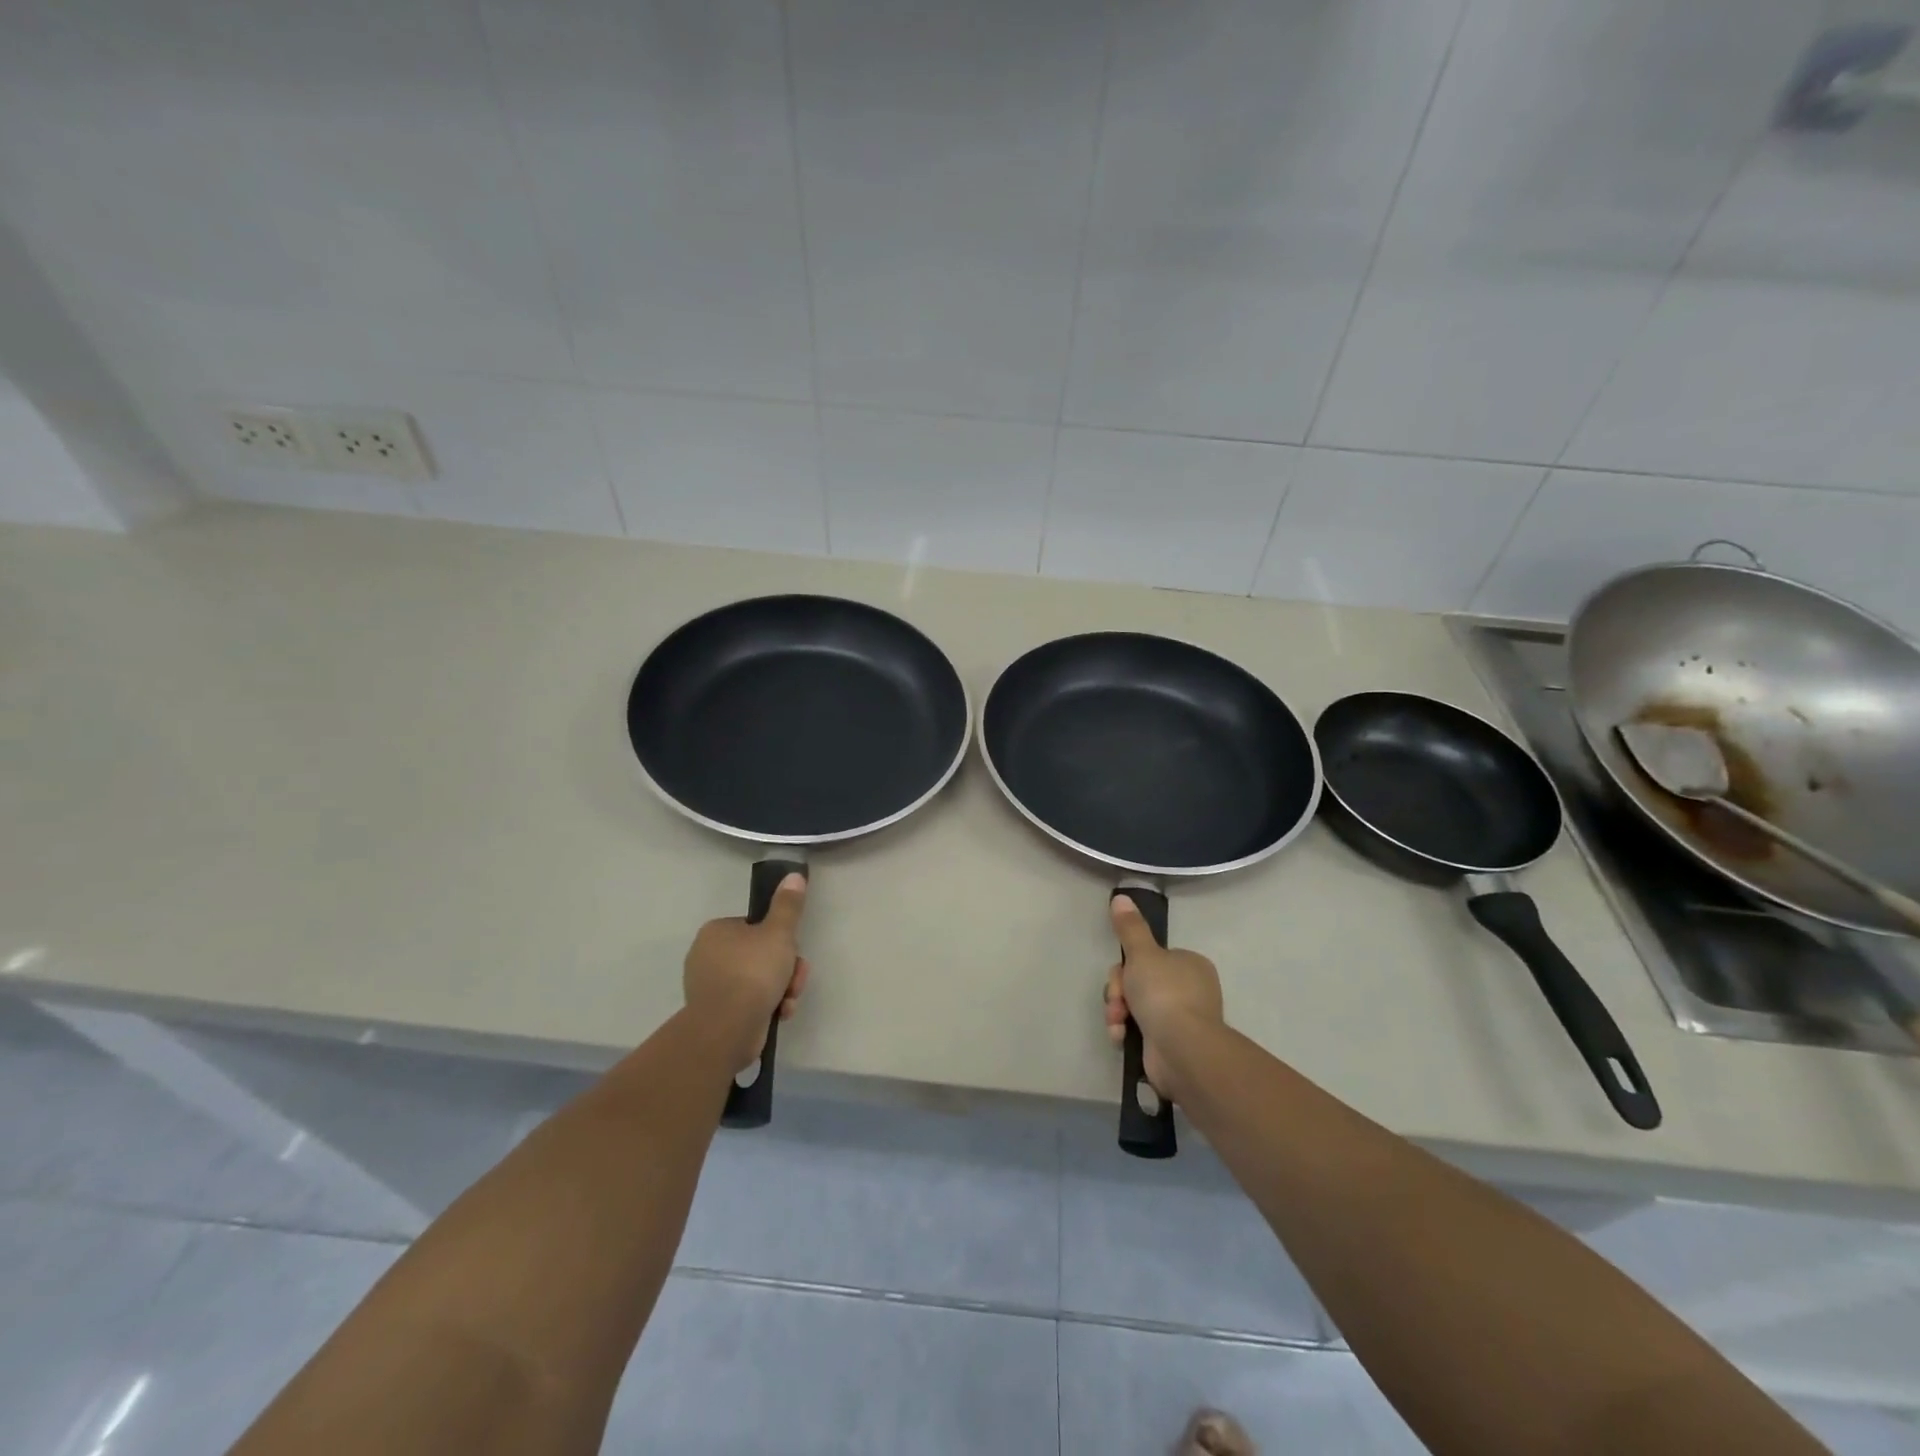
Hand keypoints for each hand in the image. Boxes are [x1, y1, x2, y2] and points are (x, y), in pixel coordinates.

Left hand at [684, 873, 809, 1070]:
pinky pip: (748, 1002)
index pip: (756, 927)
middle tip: (795, 979)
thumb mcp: (778, 933)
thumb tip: (794, 875)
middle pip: (760, 954)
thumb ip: (788, 905)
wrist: (727, 1028)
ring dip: (781, 989)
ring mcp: (710, 987)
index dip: (780, 939)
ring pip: (758, 980)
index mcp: (716, 931)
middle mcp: (707, 956)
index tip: (792, 952)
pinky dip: (767, 1006)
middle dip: (785, 969)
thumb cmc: (752, 972)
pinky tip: (779, 1014)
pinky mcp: (716, 1013)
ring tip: (788, 1000)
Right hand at [1104, 894, 1222, 1101]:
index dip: (1127, 965)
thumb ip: (1130, 927)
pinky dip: (1125, 1033)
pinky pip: (1139, 1031)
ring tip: (1117, 1024)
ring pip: (1134, 1006)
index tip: (1121, 973)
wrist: (1181, 1049)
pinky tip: (1121, 1038)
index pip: (1149, 958)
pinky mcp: (1170, 1045)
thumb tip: (1121, 896)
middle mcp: (1189, 990)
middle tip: (1118, 1002)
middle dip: (1120, 993)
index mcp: (1189, 965)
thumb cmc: (1164, 994)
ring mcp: (1180, 1019)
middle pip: (1138, 982)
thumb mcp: (1142, 954)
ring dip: (1118, 1013)